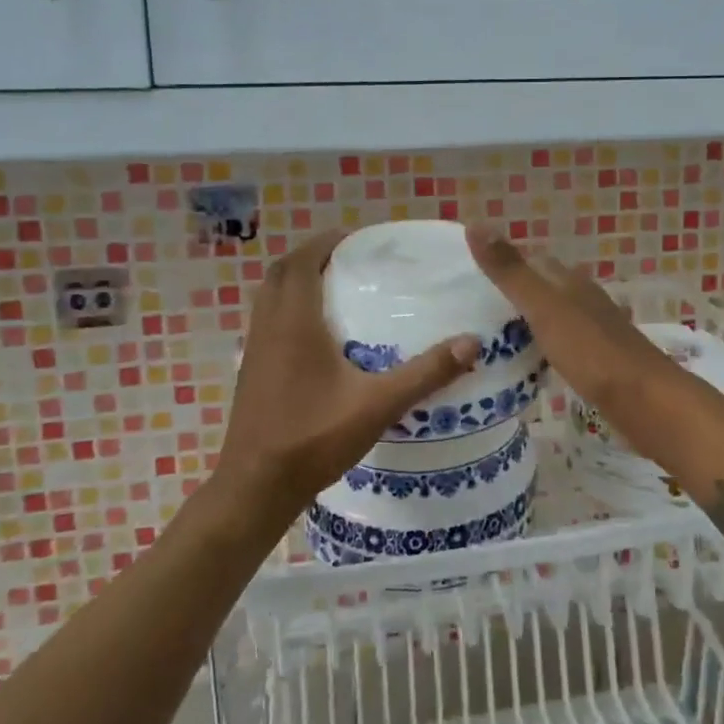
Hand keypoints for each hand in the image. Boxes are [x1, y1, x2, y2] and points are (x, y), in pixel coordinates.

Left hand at [219, 231, 480, 507]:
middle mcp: (268, 327)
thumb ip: (425, 373)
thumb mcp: (377, 404)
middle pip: (282, 273)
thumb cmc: (314, 438)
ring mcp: (254, 350)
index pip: (302, 262)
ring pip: (269, 297)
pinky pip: (267, 321)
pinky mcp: (251, 371)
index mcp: (293, 322)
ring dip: (296, 281)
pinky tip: (316, 334)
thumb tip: (472, 343)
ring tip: (335, 287)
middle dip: (312, 257)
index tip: (355, 237)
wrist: (256, 487)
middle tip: (348, 258)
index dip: (325, 242)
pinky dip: (287, 308)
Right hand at [465, 227, 674, 426]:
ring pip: (554, 317)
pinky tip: (529, 362)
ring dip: (527, 322)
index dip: (504, 262)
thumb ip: (510, 271)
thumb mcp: (543, 307)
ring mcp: (594, 331)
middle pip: (544, 288)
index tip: (469, 275)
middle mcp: (584, 300)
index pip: (533, 260)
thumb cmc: (591, 350)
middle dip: (513, 294)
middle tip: (471, 310)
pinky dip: (543, 347)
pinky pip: (562, 345)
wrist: (644, 399)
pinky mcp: (599, 361)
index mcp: (570, 282)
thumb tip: (475, 224)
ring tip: (490, 337)